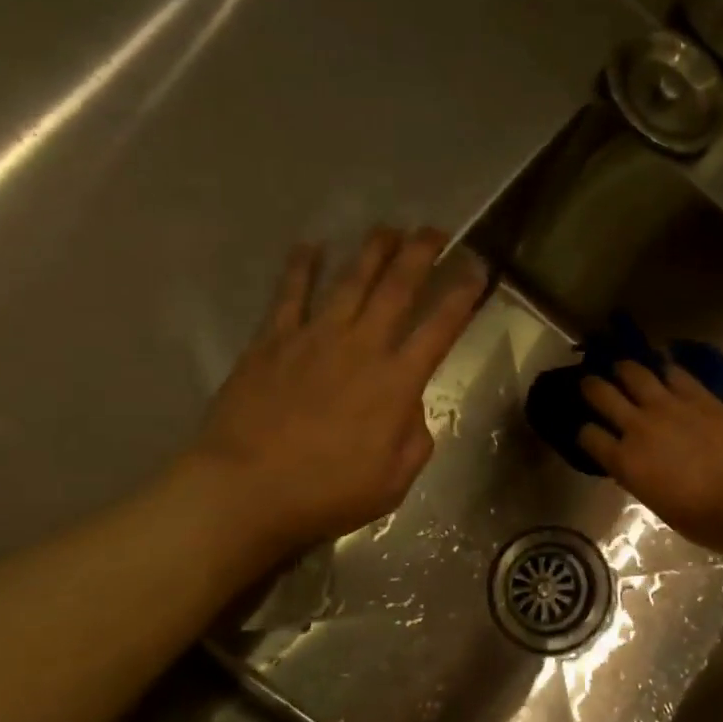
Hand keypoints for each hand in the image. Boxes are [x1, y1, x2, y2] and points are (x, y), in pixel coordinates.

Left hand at [182, 228, 484, 565]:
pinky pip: (290, 294)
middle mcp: (361, 347)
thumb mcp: (395, 480)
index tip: (477, 268)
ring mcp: (314, 338)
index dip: (463, 294)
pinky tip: (310, 247)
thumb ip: (415, 436)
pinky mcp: (272, 342)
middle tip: (435, 231)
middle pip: (398, 288)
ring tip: (388, 229)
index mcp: (397, 382)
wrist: (245, 491)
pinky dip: (301, 268)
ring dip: (372, 251)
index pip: (441, 326)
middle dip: (421, 254)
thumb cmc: (327, 493)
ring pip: (350, 281)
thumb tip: (410, 405)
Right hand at [578, 360, 722, 558]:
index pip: (588, 436)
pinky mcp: (699, 396)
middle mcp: (639, 426)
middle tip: (591, 383)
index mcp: (625, 462)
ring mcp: (669, 406)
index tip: (589, 431)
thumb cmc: (704, 519)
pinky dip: (665, 367)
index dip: (585, 432)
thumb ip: (640, 478)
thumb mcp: (658, 505)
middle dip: (592, 387)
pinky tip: (663, 364)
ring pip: (635, 372)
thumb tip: (636, 465)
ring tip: (624, 367)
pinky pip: (675, 372)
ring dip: (625, 368)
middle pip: (601, 394)